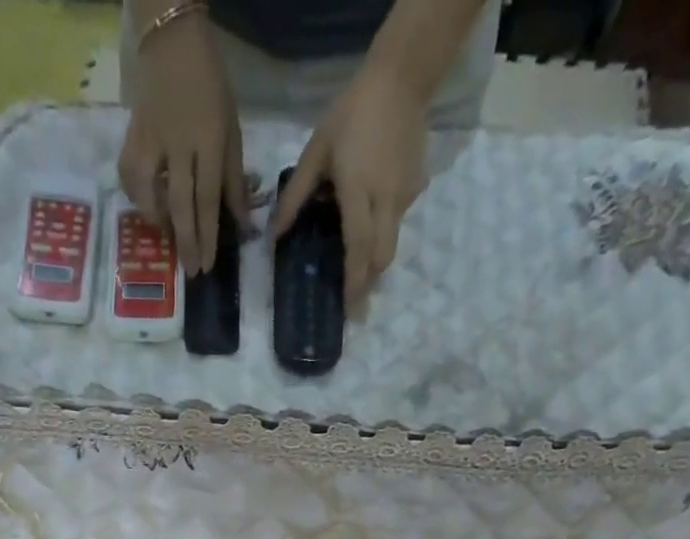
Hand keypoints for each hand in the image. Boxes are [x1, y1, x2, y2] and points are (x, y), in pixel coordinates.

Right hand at [118, 11, 246, 274]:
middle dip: (187, 242)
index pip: (208, 198)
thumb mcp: (232, 128)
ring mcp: (151, 140)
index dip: (208, 236)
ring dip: (159, 222)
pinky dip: (138, 198)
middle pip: (180, 204)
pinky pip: (129, 178)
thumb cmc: (209, 86)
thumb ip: (234, 178)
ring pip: (148, 194)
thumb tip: (241, 222)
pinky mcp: (131, 137)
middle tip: (191, 272)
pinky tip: (148, 208)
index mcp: (209, 139)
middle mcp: (178, 143)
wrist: (171, 41)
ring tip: (169, 237)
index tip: (207, 265)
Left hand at [271, 59, 428, 304]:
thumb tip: (273, 236)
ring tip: (358, 270)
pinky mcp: (416, 187)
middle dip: (369, 283)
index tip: (350, 309)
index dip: (354, 282)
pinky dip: (383, 230)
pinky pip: (398, 219)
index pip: (359, 247)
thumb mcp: (316, 152)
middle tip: (355, 304)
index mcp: (358, 192)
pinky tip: (370, 221)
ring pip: (391, 242)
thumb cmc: (351, 114)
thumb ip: (295, 196)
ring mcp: (405, 195)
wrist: (402, 78)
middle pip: (382, 257)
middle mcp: (386, 201)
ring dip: (374, 260)